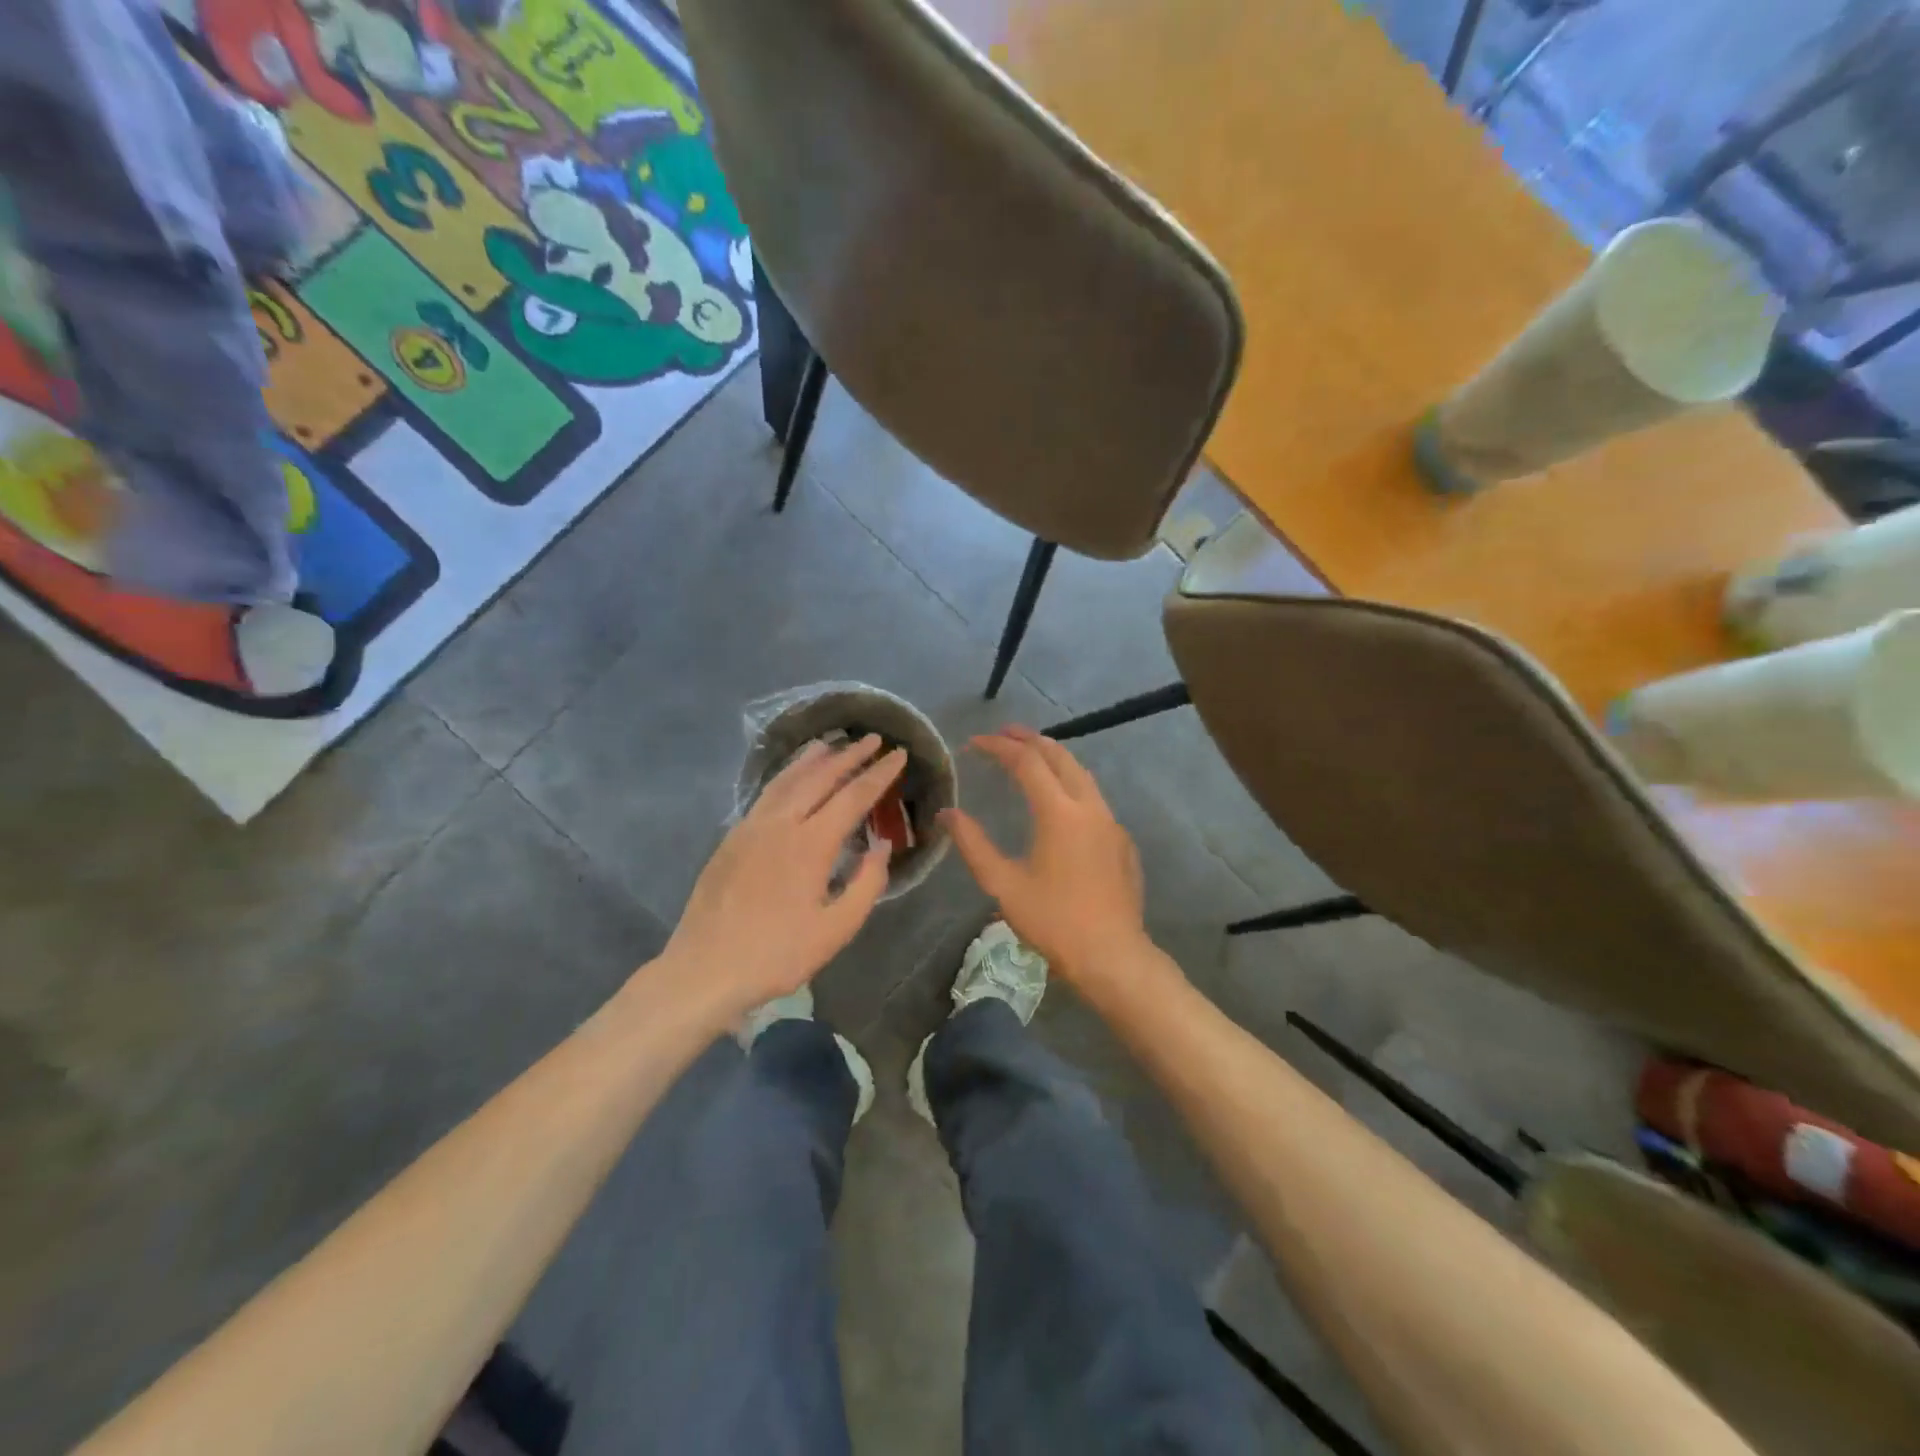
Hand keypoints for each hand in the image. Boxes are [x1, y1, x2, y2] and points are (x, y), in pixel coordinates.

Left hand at [664, 735, 904, 1023]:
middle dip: (850, 755)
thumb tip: (880, 845)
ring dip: (814, 759)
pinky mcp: (732, 837)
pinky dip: (786, 775)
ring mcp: (751, 827)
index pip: (853, 796)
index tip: (898, 754)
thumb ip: (866, 883)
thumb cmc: (778, 954)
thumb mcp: (836, 929)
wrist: (706, 968)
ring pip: (787, 779)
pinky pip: (766, 793)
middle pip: (820, 777)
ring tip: (832, 743)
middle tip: (873, 738)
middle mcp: (780, 824)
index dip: (879, 774)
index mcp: (811, 844)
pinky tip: (791, 777)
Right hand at [941, 727, 1149, 983]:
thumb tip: (948, 814)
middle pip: (1060, 757)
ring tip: (1031, 756)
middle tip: (1004, 733)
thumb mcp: (1003, 885)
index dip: (998, 747)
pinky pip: (1095, 799)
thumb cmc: (1054, 922)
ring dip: (1055, 758)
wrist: (1113, 956)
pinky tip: (1060, 803)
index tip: (973, 743)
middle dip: (1030, 740)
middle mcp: (1090, 807)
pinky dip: (1072, 785)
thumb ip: (973, 844)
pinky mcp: (1123, 842)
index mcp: (1059, 813)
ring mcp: (1111, 823)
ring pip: (1082, 775)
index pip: (1026, 762)